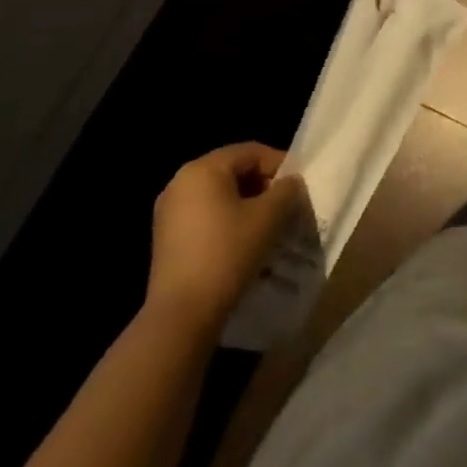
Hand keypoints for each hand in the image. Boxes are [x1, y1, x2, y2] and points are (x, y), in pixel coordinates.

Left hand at [146, 143, 305, 331]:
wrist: (181, 315)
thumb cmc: (227, 254)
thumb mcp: (268, 217)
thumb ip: (286, 191)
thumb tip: (291, 183)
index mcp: (202, 169)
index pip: (251, 152)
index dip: (280, 164)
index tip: (299, 187)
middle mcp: (180, 182)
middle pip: (233, 171)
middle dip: (264, 186)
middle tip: (287, 207)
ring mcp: (169, 211)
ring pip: (220, 195)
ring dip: (248, 205)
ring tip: (269, 226)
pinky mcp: (167, 238)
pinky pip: (205, 216)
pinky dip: (228, 221)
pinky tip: (244, 243)